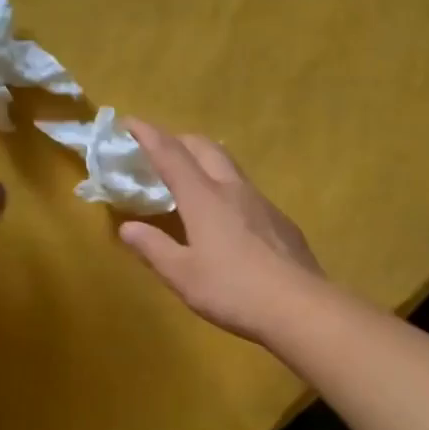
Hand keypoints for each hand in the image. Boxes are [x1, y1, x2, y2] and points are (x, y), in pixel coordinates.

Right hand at [118, 121, 323, 342]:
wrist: (300, 306)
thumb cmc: (233, 291)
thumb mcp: (182, 275)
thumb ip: (153, 248)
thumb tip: (128, 227)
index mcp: (204, 198)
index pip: (171, 154)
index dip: (148, 135)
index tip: (130, 122)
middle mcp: (234, 190)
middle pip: (206, 148)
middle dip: (180, 140)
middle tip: (161, 150)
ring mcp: (263, 203)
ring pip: (231, 166)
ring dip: (207, 161)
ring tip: (193, 178)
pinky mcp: (281, 221)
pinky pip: (248, 192)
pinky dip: (228, 189)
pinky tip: (229, 216)